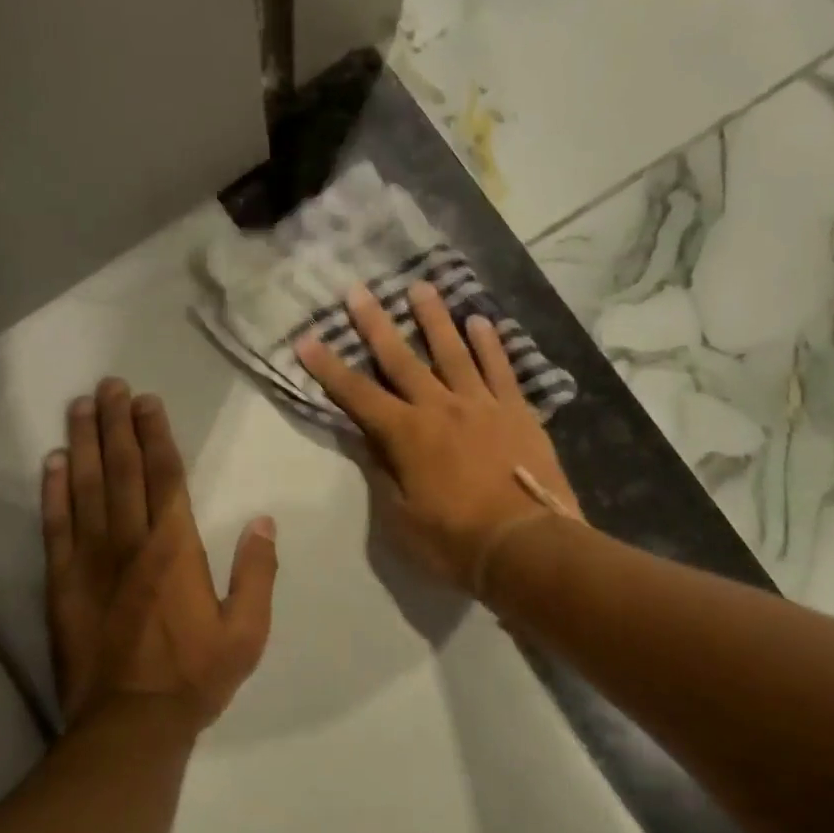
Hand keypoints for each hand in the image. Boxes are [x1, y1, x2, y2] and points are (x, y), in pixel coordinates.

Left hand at [42, 379, 277, 734]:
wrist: (129, 726)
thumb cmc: (194, 676)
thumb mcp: (247, 631)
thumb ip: (258, 573)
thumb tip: (263, 522)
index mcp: (175, 548)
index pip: (165, 476)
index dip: (155, 435)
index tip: (147, 402)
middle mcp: (130, 542)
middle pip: (122, 470)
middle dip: (116, 424)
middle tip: (110, 385)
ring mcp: (90, 561)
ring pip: (85, 487)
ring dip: (83, 443)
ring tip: (81, 406)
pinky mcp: (61, 583)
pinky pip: (56, 526)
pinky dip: (53, 491)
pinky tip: (52, 463)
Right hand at [295, 282, 580, 591]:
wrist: (526, 546)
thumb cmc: (455, 541)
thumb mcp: (401, 519)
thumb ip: (383, 473)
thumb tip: (368, 441)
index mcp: (406, 435)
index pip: (356, 395)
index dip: (329, 368)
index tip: (307, 339)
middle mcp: (439, 407)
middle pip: (401, 358)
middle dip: (375, 324)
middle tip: (358, 290)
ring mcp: (481, 404)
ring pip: (453, 350)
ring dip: (434, 318)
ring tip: (421, 287)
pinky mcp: (516, 411)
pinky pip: (500, 368)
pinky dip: (489, 343)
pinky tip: (480, 321)